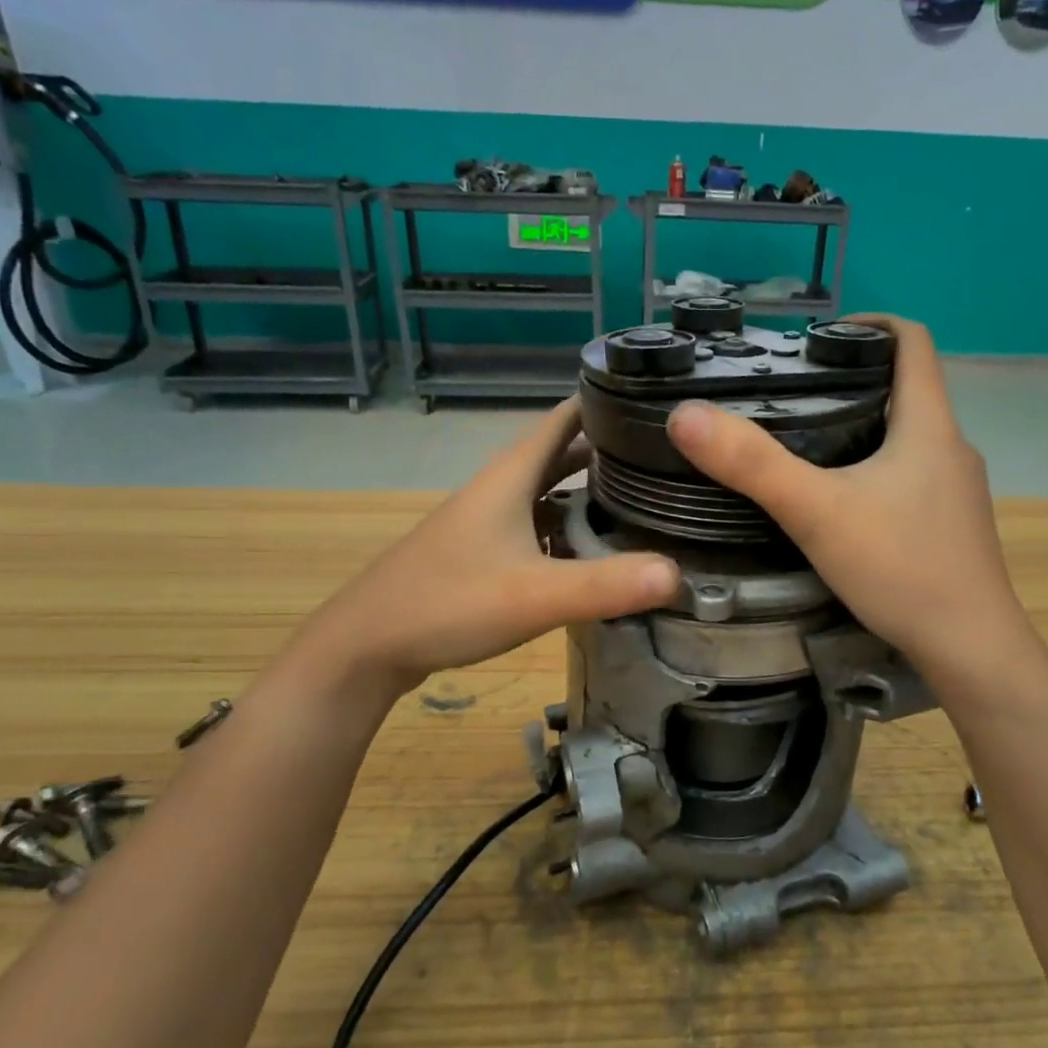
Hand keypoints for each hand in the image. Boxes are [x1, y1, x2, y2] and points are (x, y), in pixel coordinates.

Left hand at [285, 399, 679, 696]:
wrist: (368, 644)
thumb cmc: (448, 603)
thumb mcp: (534, 595)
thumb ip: (606, 585)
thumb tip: (680, 575)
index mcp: (512, 475)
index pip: (568, 416)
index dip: (611, 403)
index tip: (664, 404)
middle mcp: (503, 487)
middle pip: (566, 454)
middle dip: (614, 452)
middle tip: (672, 462)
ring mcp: (490, 519)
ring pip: (552, 492)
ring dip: (593, 493)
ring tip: (648, 504)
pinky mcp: (485, 550)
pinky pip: (540, 525)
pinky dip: (572, 529)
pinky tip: (597, 553)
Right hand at [666, 316, 1023, 675]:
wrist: (971, 649)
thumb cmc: (902, 568)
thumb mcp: (817, 513)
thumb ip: (752, 465)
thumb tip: (686, 415)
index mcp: (929, 425)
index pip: (913, 342)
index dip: (869, 323)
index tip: (820, 334)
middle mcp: (951, 448)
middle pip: (906, 389)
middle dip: (852, 380)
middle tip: (790, 393)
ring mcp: (957, 490)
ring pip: (907, 437)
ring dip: (862, 427)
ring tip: (804, 444)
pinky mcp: (951, 526)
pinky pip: (910, 477)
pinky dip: (875, 470)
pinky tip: (840, 502)